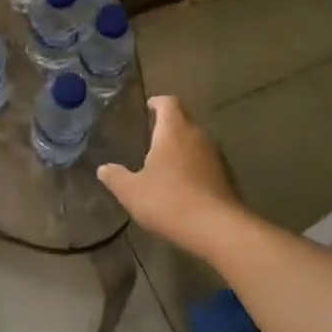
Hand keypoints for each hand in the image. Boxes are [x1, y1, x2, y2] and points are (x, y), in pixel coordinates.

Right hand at [97, 96, 245, 259]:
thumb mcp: (132, 192)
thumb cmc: (169, 201)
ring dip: (183, 148)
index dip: (157, 103)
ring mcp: (216, 155)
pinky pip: (207, 162)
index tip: (148, 109)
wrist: (218, 229)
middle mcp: (197, 135)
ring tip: (166, 164)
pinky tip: (185, 186)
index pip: (168, 102)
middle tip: (151, 139)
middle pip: (184, 120)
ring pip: (197, 142)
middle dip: (169, 127)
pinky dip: (195, 167)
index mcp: (174, 130)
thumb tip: (103, 169)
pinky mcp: (228, 176)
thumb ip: (115, 177)